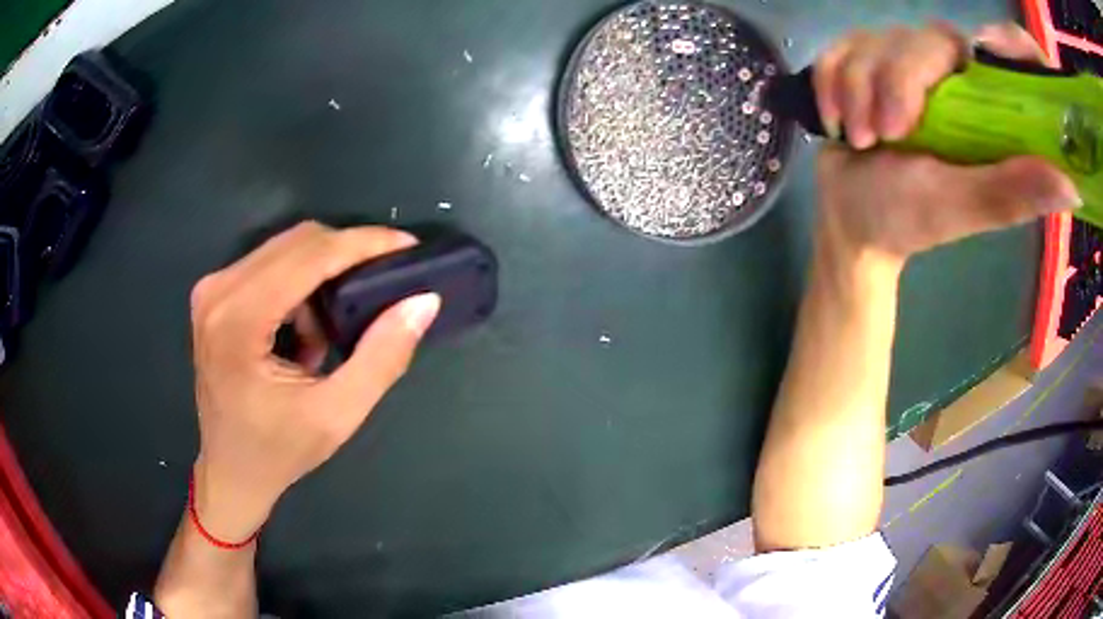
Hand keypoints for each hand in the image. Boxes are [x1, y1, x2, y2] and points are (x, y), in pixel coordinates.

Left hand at [188, 221, 439, 541]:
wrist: (230, 470)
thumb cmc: (278, 452)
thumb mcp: (338, 414)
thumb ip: (382, 357)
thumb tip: (423, 301)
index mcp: (237, 320)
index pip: (309, 256)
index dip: (363, 244)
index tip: (408, 246)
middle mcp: (218, 291)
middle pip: (297, 242)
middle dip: (347, 256)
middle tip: (385, 283)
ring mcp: (213, 289)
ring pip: (286, 250)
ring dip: (322, 277)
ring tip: (333, 332)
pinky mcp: (215, 293)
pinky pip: (271, 265)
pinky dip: (300, 287)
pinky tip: (305, 333)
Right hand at [813, 22, 1079, 260]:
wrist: (850, 219)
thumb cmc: (908, 219)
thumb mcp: (963, 208)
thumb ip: (1010, 192)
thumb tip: (1071, 187)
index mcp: (986, 108)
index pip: (1010, 56)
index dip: (1011, 43)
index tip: (991, 47)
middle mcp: (951, 76)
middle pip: (927, 39)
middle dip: (897, 82)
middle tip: (888, 135)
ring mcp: (903, 63)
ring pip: (876, 39)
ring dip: (857, 90)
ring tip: (860, 140)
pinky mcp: (863, 60)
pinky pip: (841, 46)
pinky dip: (830, 83)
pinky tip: (835, 120)